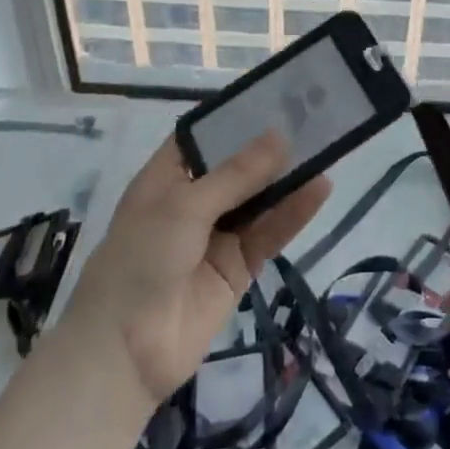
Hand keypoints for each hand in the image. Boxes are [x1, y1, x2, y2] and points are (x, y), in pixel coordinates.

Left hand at [60, 133, 329, 405]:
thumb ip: (237, 174)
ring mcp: (217, 235)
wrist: (124, 351)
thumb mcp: (185, 206)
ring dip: (287, 179)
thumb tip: (280, 136)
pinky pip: (269, 233)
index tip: (273, 97)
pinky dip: (293, 214)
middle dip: (269, 148)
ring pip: (259, 199)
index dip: (234, 118)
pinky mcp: (237, 266)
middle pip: (237, 167)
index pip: (203, 136)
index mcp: (168, 178)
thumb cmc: (141, 259)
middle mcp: (193, 201)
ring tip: (325, 150)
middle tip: (311, 119)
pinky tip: (319, 190)